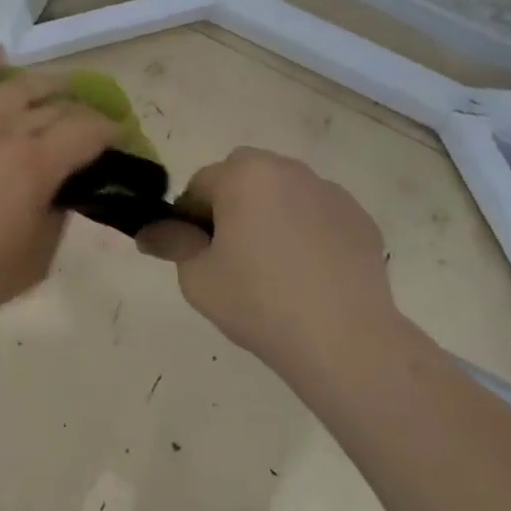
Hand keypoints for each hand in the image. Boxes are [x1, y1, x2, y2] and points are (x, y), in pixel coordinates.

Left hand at [0, 49, 118, 329]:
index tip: (117, 134)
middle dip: (81, 109)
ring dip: (45, 83)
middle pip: (54, 106)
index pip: (86, 130)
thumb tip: (61, 190)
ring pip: (15, 86)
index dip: (108, 128)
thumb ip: (58, 216)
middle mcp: (6, 131)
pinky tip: (1, 54)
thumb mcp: (36, 260)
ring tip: (58, 86)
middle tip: (89, 119)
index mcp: (37, 166)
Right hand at [136, 147, 397, 363]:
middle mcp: (287, 169)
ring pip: (282, 192)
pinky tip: (309, 273)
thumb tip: (151, 232)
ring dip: (270, 213)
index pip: (200, 184)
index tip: (196, 253)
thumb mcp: (197, 277)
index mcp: (243, 175)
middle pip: (243, 176)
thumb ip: (171, 243)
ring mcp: (329, 191)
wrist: (345, 341)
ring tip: (275, 266)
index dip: (190, 218)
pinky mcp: (359, 218)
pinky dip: (306, 230)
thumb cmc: (259, 302)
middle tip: (233, 255)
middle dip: (231, 205)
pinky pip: (317, 213)